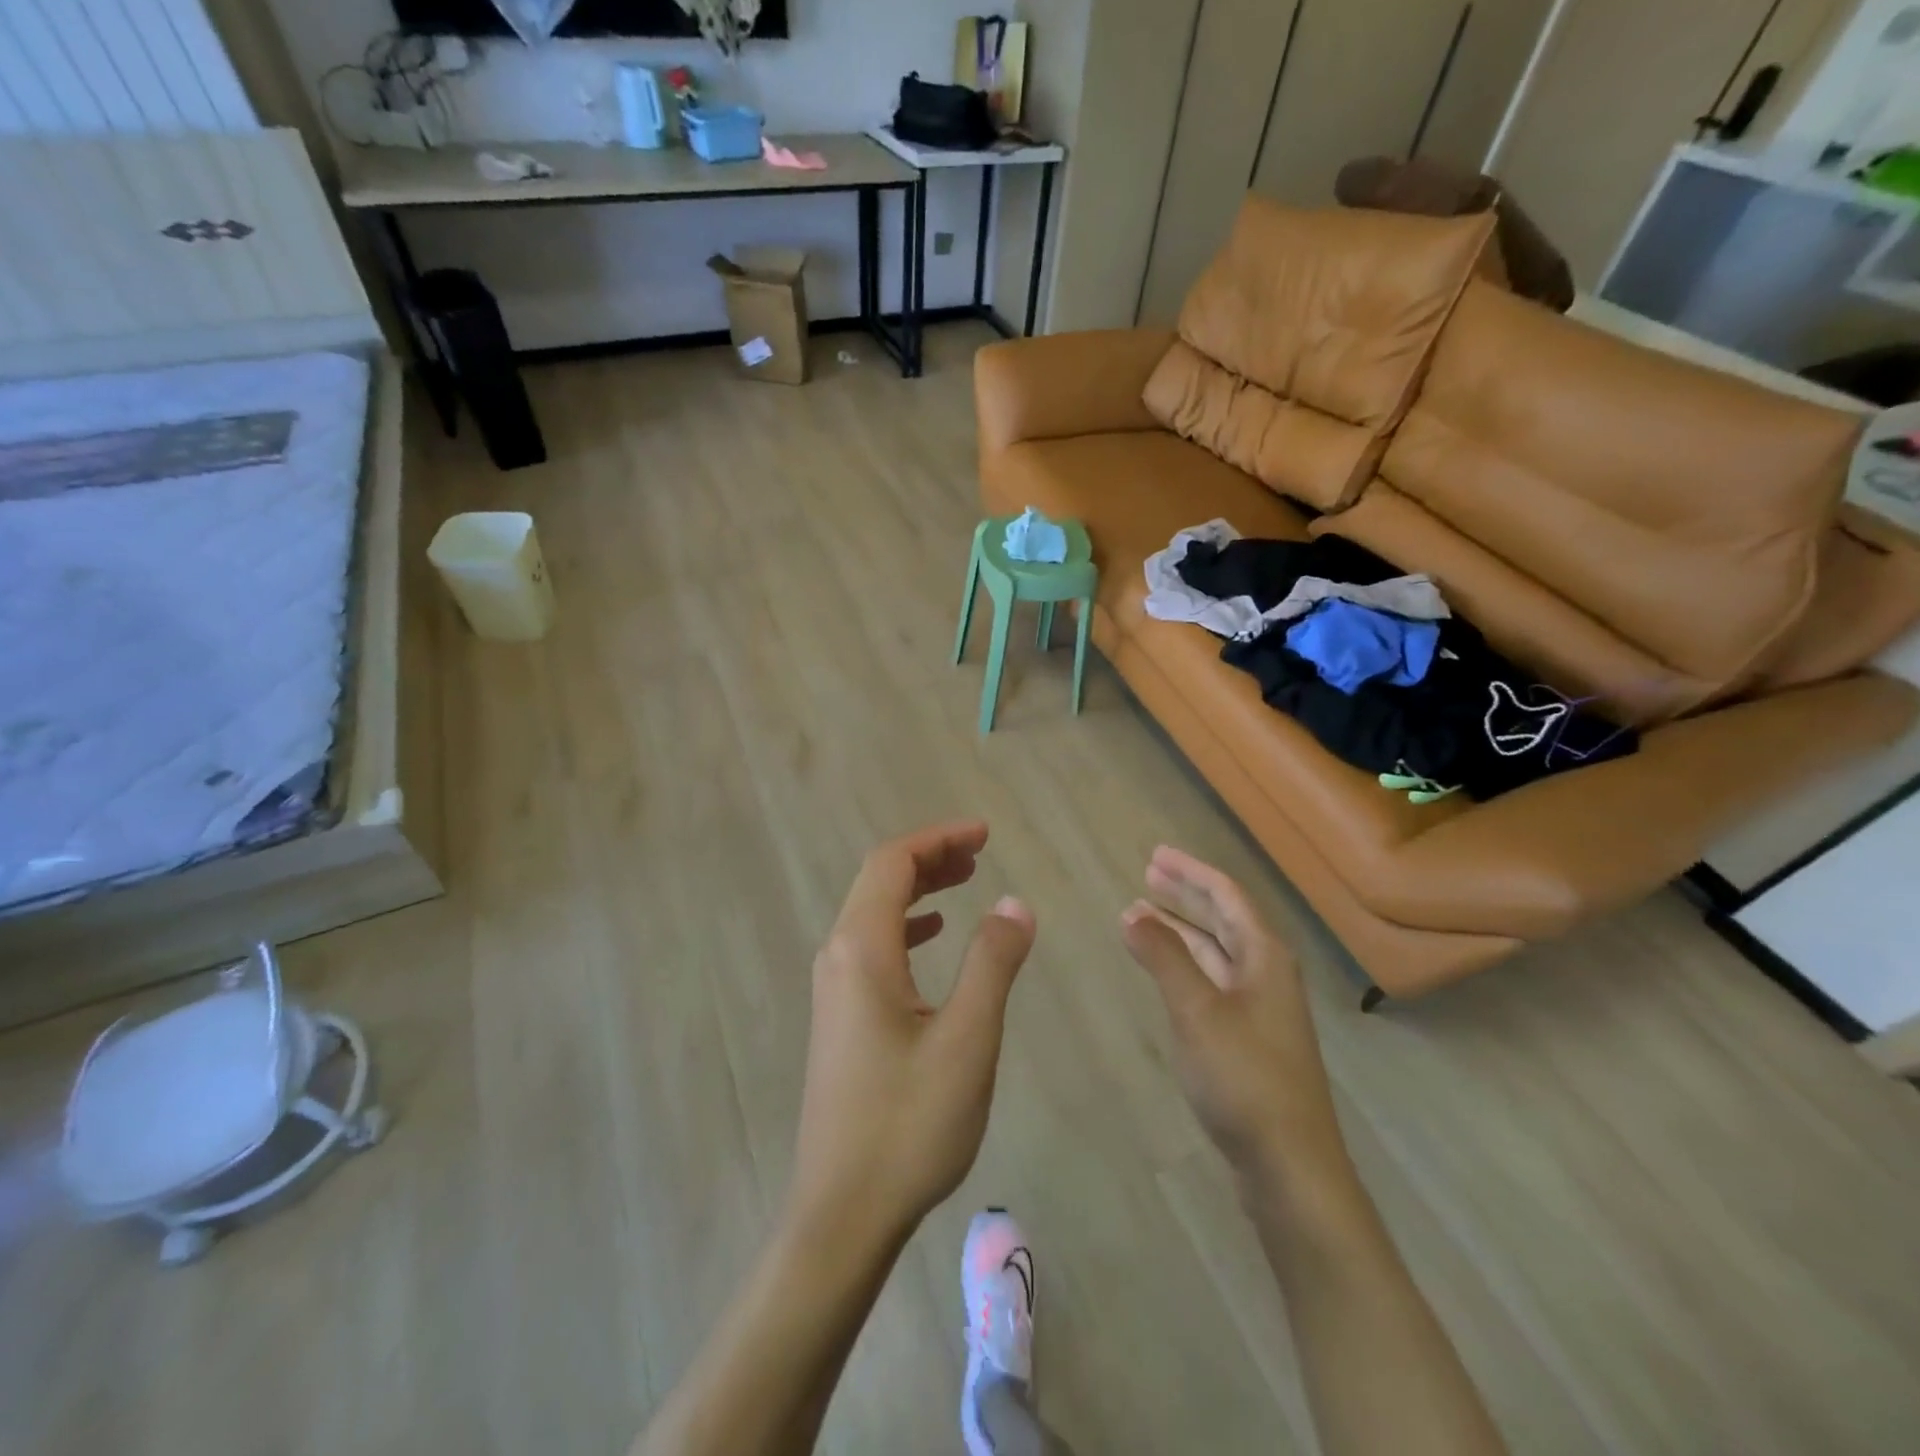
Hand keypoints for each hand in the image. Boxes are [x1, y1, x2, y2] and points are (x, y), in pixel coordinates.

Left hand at [789, 821, 1035, 1243]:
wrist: (842, 1212)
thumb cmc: (908, 1124)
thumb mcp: (967, 1040)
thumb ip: (992, 963)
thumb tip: (1015, 903)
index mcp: (861, 949)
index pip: (892, 863)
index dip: (938, 838)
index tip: (984, 834)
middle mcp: (838, 956)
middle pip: (878, 880)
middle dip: (929, 856)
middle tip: (980, 851)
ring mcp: (833, 988)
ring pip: (873, 912)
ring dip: (918, 888)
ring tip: (965, 881)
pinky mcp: (840, 1016)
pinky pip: (872, 945)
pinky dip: (906, 924)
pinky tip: (932, 935)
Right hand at [1120, 847, 1345, 1177]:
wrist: (1290, 1167)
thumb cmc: (1244, 1078)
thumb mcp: (1197, 1010)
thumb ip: (1164, 957)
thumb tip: (1133, 912)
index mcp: (1265, 957)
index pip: (1227, 896)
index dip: (1191, 872)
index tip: (1155, 854)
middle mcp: (1267, 974)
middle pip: (1224, 920)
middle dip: (1186, 895)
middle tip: (1147, 875)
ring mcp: (1261, 1009)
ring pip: (1217, 953)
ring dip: (1182, 931)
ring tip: (1142, 915)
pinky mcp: (1249, 1040)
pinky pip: (1213, 982)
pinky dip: (1185, 966)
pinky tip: (1164, 971)